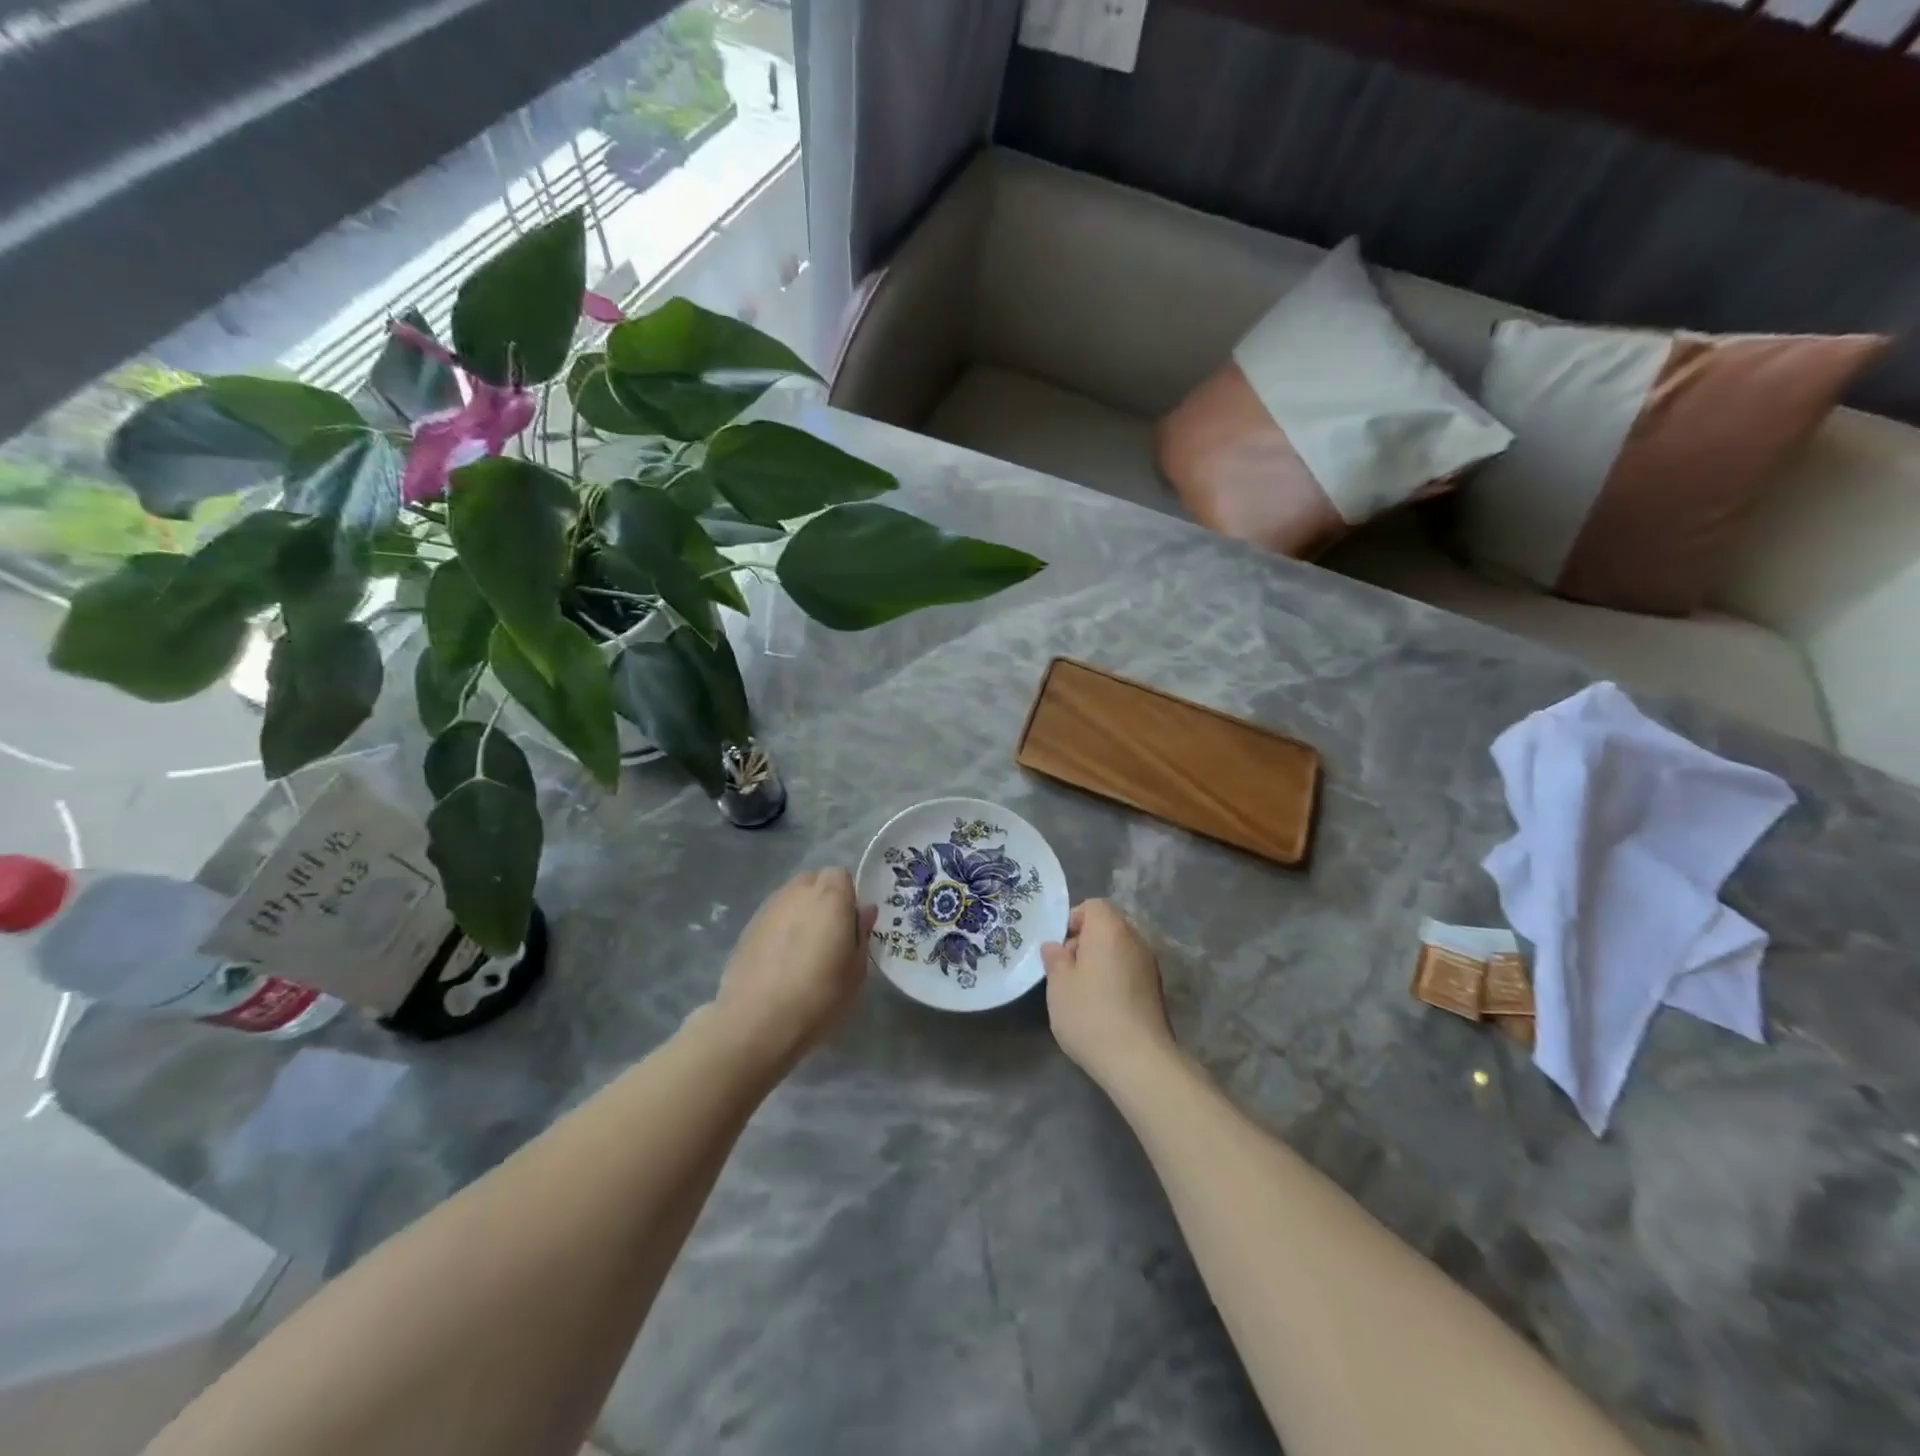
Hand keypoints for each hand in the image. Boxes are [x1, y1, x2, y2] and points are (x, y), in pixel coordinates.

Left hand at [709, 868, 876, 1075]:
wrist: (755, 1022)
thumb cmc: (818, 997)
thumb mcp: (856, 972)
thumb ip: (862, 934)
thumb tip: (864, 911)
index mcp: (830, 897)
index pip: (842, 875)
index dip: (848, 896)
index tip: (851, 924)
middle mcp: (798, 892)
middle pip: (815, 881)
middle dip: (825, 899)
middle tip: (830, 934)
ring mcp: (769, 908)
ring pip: (792, 897)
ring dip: (802, 912)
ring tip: (804, 948)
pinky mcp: (748, 927)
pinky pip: (774, 916)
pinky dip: (782, 928)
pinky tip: (782, 959)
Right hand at [1041, 900, 1177, 1090]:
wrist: (1139, 1060)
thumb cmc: (1090, 1014)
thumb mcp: (1059, 985)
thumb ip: (1055, 959)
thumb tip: (1055, 946)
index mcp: (1110, 929)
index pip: (1093, 906)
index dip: (1073, 921)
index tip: (1060, 949)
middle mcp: (1135, 939)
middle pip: (1108, 926)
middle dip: (1086, 942)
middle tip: (1067, 971)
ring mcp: (1150, 965)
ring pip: (1119, 950)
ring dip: (1100, 962)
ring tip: (1082, 992)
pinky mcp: (1156, 990)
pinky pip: (1129, 970)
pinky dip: (1115, 978)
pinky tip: (1102, 1007)